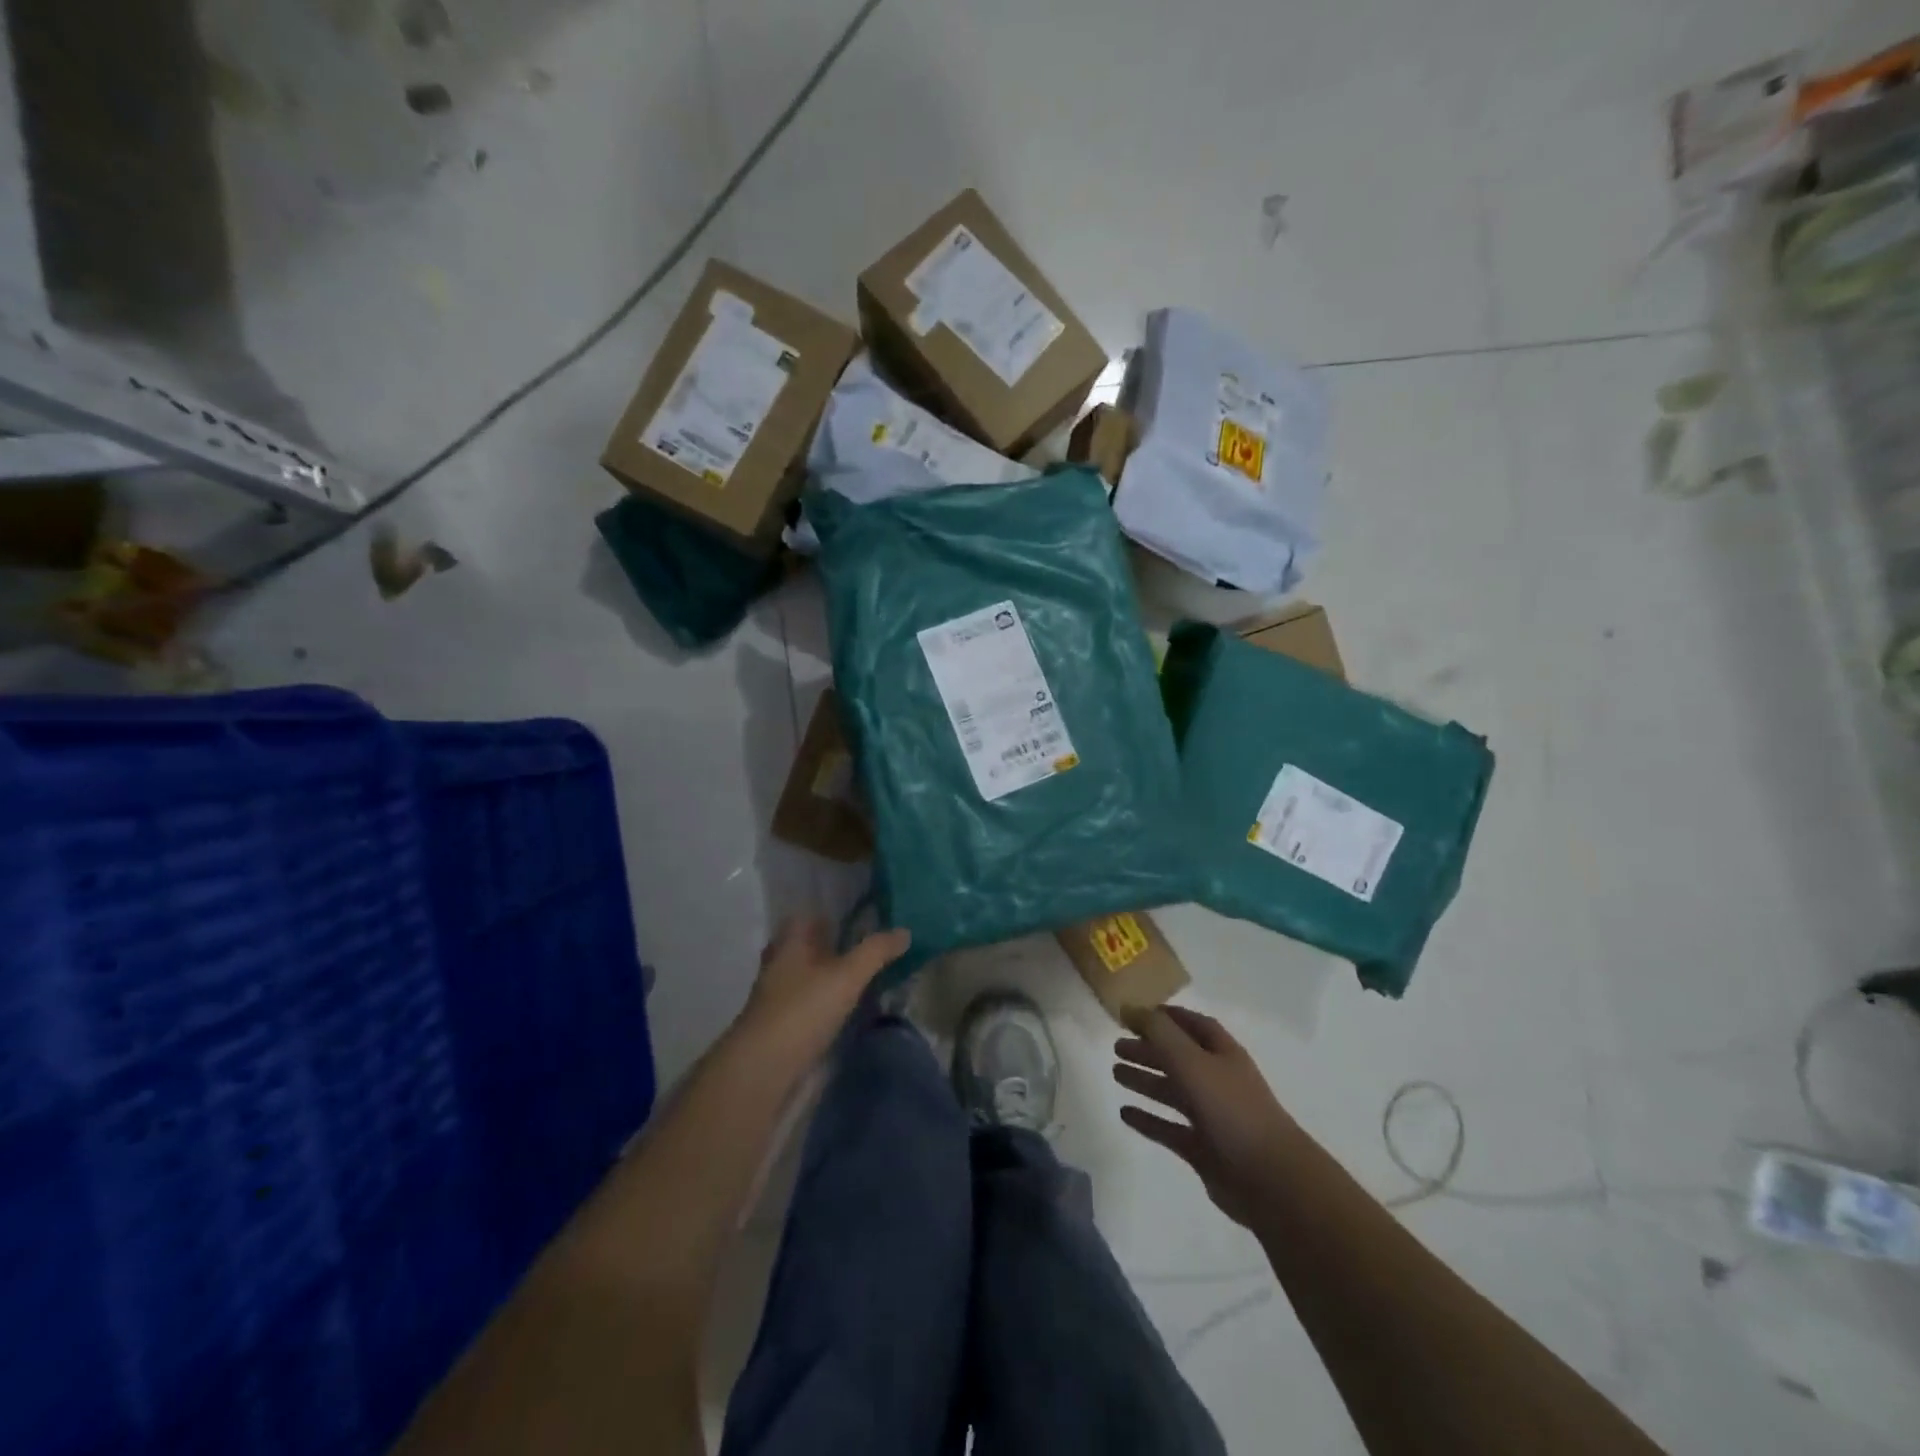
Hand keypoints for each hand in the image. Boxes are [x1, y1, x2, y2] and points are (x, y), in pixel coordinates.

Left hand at [738, 916, 910, 1063]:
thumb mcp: (847, 975)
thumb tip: (905, 931)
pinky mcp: (780, 1023)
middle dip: (833, 945)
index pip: (809, 915)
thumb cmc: (803, 1009)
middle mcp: (779, 961)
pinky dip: (825, 1000)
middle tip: (869, 947)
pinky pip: (808, 1000)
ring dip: (829, 974)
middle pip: (808, 945)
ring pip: (807, 974)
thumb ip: (876, 951)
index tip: (863, 916)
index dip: (833, 913)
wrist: (763, 1068)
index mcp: (790, 941)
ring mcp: (776, 994)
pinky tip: (846, 1007)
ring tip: (864, 976)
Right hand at [1113, 1005, 1297, 1228]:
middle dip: (1149, 1049)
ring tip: (1115, 1073)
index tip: (1137, 1013)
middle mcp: (1218, 1080)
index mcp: (1223, 1054)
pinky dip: (1148, 1119)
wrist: (1270, 1180)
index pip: (1194, 1025)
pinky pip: (1169, 1128)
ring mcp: (1212, 1116)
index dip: (1168, 1016)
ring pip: (1172, 1092)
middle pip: (1178, 1057)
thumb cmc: (1231, 1109)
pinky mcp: (1203, 1150)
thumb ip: (1160, 1033)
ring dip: (1145, 1080)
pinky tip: (1124, 1113)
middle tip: (1116, 1046)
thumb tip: (1131, 1007)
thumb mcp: (1192, 1061)